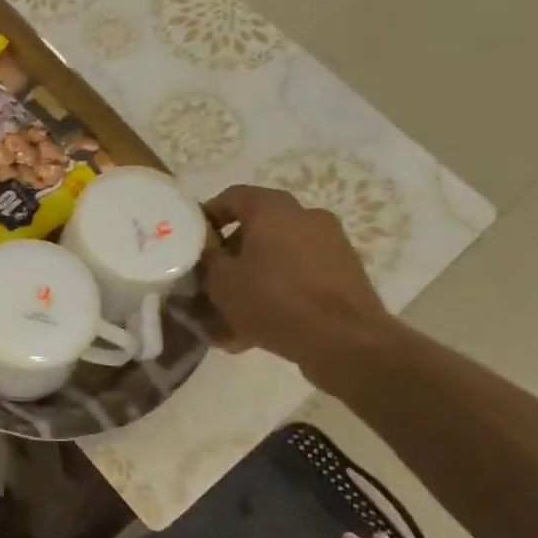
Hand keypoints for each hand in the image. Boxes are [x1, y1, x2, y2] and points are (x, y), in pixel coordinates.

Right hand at [202, 186, 395, 383]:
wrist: (345, 340)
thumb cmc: (274, 299)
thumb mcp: (221, 281)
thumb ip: (207, 260)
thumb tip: (207, 253)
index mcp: (274, 209)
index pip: (232, 197)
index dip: (207, 217)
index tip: (192, 243)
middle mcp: (306, 218)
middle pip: (255, 231)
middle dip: (228, 259)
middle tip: (207, 285)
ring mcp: (330, 247)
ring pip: (275, 260)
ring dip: (250, 283)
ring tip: (226, 320)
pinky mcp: (343, 277)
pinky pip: (297, 280)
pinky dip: (275, 297)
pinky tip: (253, 333)